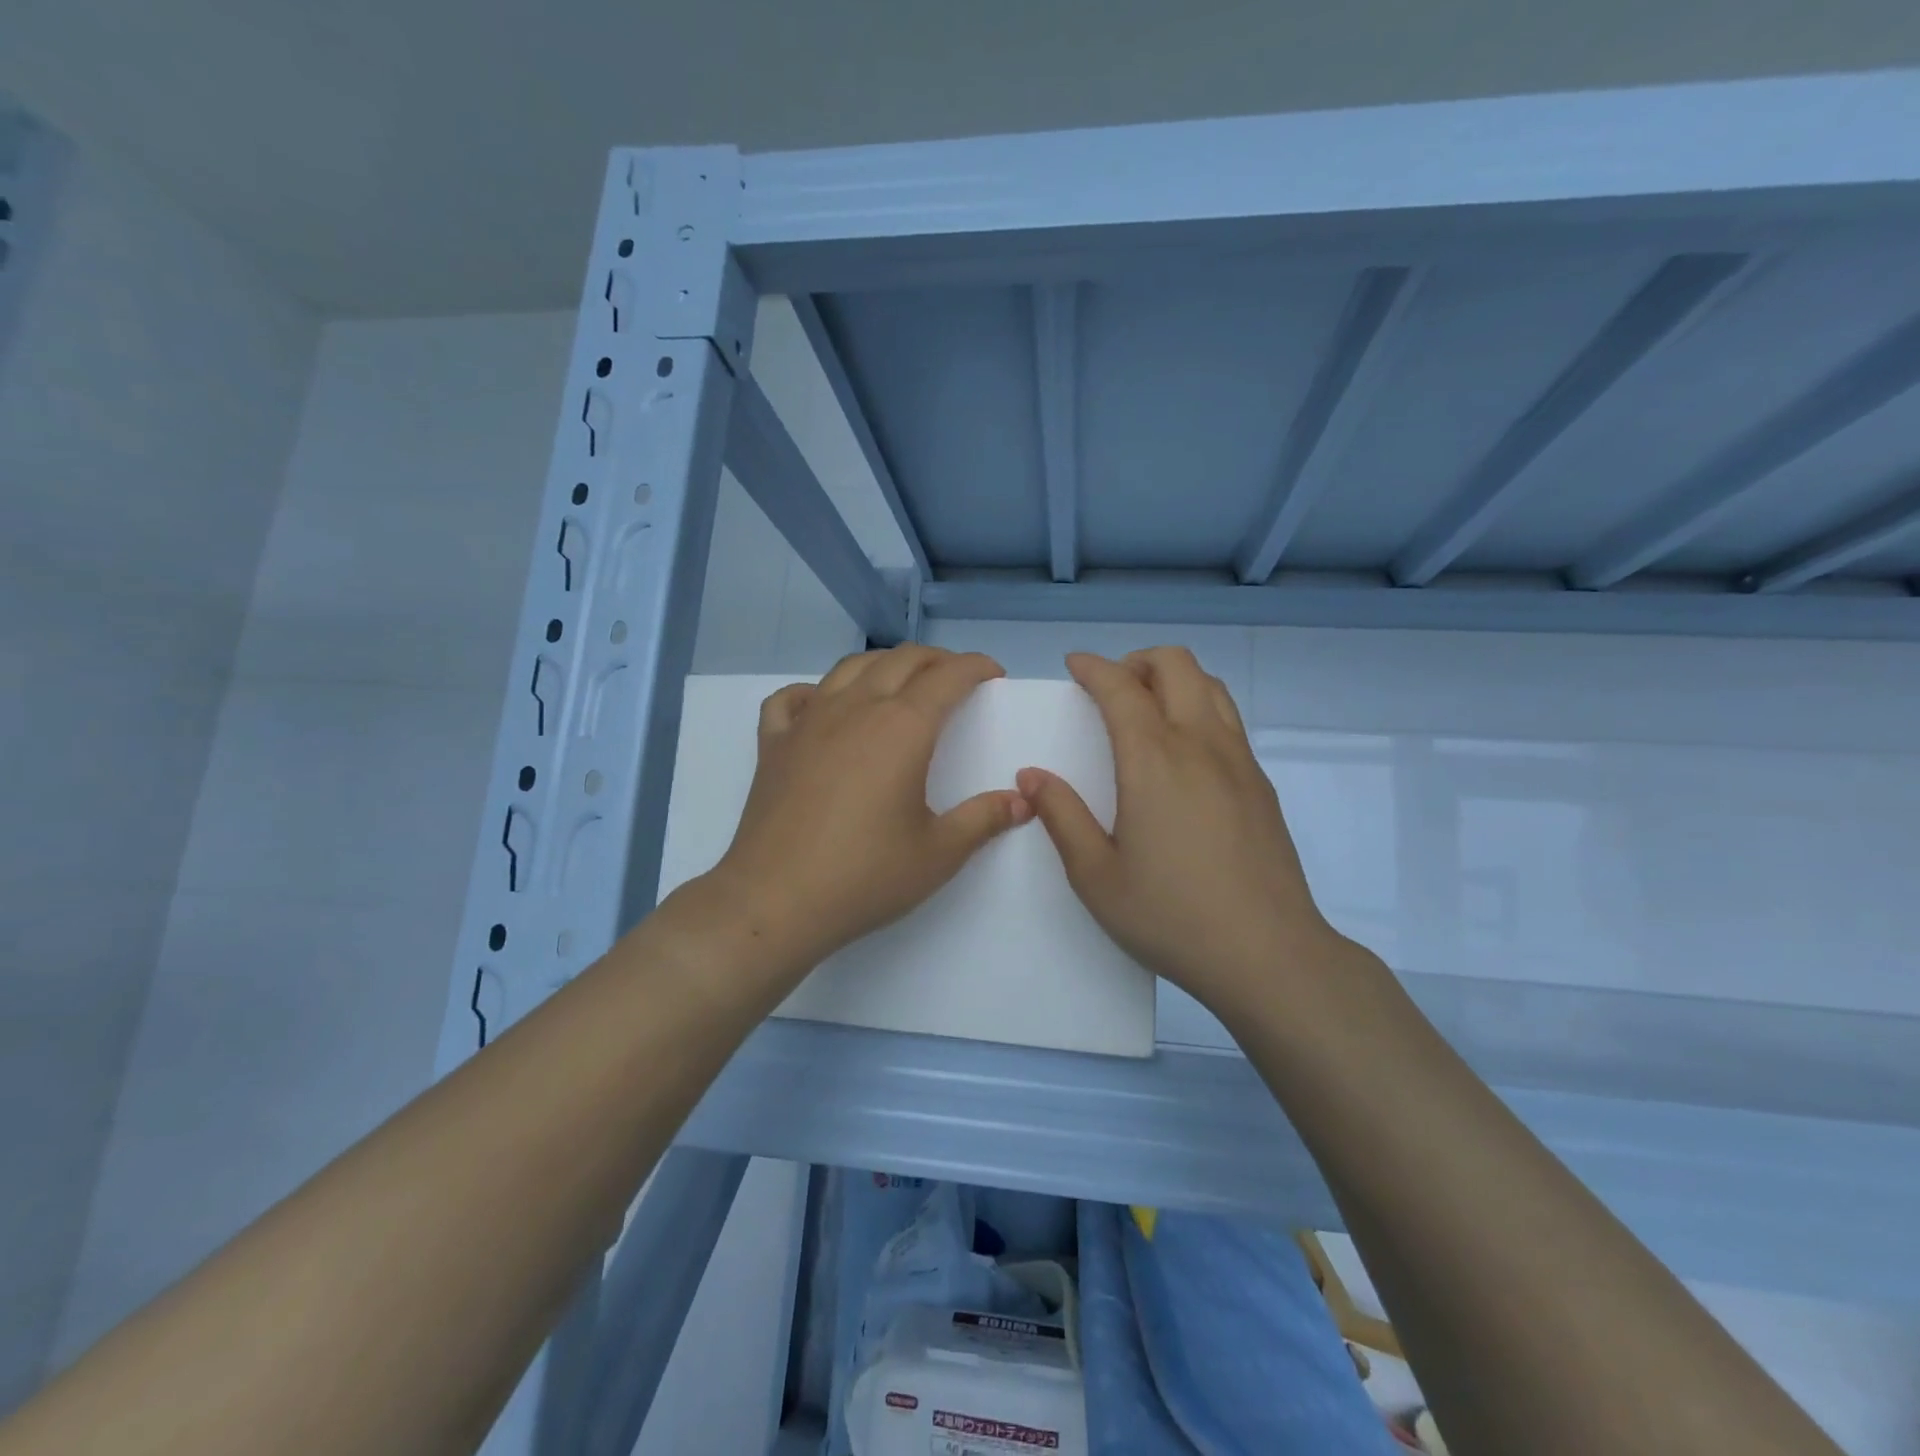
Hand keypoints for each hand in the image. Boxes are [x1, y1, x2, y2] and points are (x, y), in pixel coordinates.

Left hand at [708, 645, 1031, 973]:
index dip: (976, 667)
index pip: (947, 677)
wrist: (775, 901)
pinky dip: (814, 692)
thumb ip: (983, 820)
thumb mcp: (938, 854)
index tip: (993, 674)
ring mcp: (808, 722)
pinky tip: (823, 707)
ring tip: (900, 683)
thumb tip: (1021, 801)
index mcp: (902, 727)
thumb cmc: (865, 876)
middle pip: (901, 661)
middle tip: (955, 678)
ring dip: (884, 665)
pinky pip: (792, 698)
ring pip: (850, 668)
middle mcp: (855, 708)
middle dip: (936, 660)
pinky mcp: (774, 744)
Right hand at [1016, 648, 1352, 1019]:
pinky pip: (1229, 719)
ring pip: (1210, 685)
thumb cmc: (1171, 916)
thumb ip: (1061, 817)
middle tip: (1111, 687)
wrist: (1268, 954)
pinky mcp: (1261, 783)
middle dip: (1137, 660)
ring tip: (1148, 709)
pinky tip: (1183, 754)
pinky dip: (1199, 707)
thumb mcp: (1095, 876)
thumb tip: (1032, 776)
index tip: (1074, 665)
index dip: (1093, 667)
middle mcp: (1200, 744)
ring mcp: (1239, 761)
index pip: (1121, 687)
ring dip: (1174, 679)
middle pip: (1176, 665)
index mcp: (1154, 760)